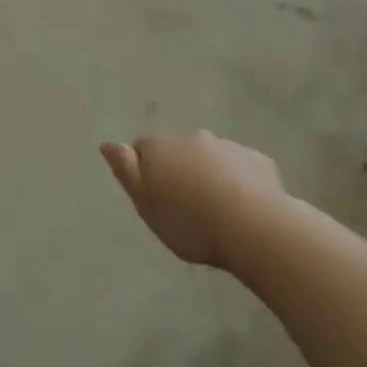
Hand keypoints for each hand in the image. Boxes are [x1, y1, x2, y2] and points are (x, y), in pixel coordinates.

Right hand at [99, 131, 283, 267]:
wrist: (253, 227)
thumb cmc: (189, 221)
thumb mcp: (145, 203)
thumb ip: (126, 171)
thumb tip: (106, 143)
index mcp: (161, 148)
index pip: (142, 147)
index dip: (145, 169)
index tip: (153, 195)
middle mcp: (193, 139)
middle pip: (179, 151)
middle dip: (180, 169)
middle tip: (186, 206)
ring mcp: (229, 147)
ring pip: (212, 157)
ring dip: (209, 174)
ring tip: (216, 210)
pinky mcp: (259, 161)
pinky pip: (242, 169)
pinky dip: (239, 182)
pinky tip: (244, 208)